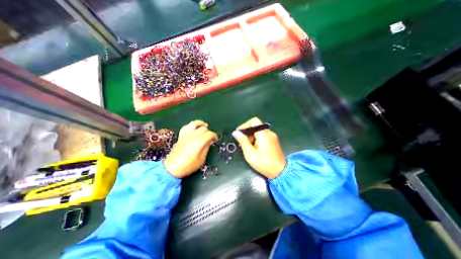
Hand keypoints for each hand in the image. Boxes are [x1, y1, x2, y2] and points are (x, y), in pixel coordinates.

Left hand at [164, 119, 218, 177]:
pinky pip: (186, 127)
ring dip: (200, 123)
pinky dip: (191, 125)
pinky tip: (194, 128)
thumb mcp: (201, 159)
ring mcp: (185, 135)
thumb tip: (210, 141)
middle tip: (210, 138)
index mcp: (198, 143)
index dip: (214, 136)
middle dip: (209, 132)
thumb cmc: (188, 166)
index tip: (215, 140)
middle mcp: (192, 136)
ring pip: (194, 124)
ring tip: (204, 126)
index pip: (209, 134)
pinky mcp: (181, 136)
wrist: (172, 168)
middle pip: (203, 129)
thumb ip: (206, 148)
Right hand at [233, 118, 287, 178]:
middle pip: (256, 127)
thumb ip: (243, 141)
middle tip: (242, 143)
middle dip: (247, 133)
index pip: (254, 121)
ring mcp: (272, 137)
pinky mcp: (273, 141)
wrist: (280, 172)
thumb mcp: (250, 153)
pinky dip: (256, 140)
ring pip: (259, 132)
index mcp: (264, 134)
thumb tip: (235, 132)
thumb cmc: (264, 163)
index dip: (245, 125)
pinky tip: (254, 149)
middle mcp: (269, 133)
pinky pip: (263, 136)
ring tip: (248, 148)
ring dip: (251, 137)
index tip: (239, 133)